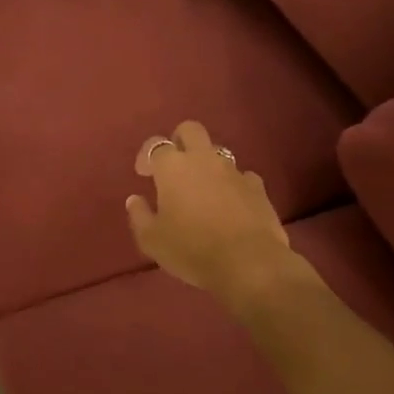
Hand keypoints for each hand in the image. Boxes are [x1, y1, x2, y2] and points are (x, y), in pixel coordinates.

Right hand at [126, 120, 294, 297]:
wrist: (249, 264)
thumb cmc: (192, 249)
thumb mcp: (152, 240)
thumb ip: (139, 215)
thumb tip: (135, 199)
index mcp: (173, 167)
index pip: (155, 145)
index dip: (146, 156)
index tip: (144, 174)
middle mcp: (203, 159)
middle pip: (190, 130)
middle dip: (180, 140)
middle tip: (174, 165)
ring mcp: (234, 171)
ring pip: (218, 153)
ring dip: (207, 165)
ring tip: (202, 190)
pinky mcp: (258, 188)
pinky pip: (242, 177)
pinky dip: (233, 185)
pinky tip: (231, 204)